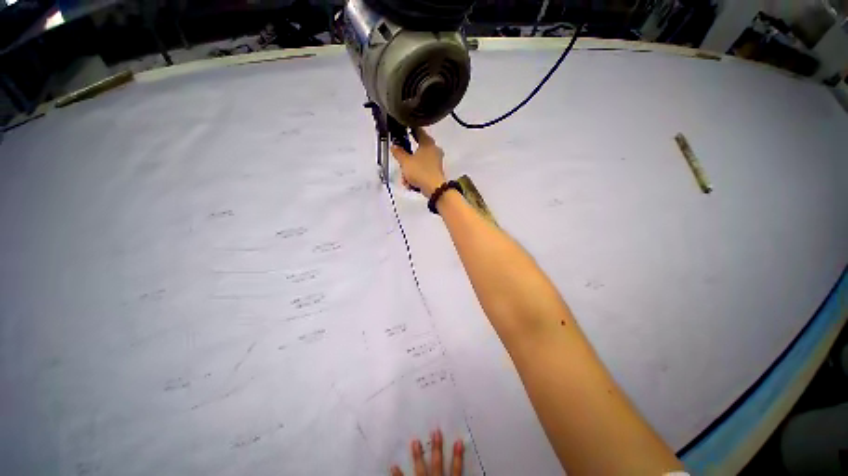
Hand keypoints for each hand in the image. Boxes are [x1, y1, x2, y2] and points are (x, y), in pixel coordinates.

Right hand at [390, 128, 446, 197]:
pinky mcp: (436, 171)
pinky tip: (411, 184)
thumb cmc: (420, 171)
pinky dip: (416, 176)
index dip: (408, 130)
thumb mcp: (405, 162)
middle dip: (406, 160)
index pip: (417, 130)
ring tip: (405, 179)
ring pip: (418, 162)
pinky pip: (422, 170)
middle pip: (416, 149)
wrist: (434, 189)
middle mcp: (434, 149)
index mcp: (428, 142)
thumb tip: (394, 146)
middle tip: (401, 165)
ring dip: (409, 171)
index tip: (400, 133)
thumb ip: (398, 152)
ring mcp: (436, 161)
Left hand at [390, 429, 463, 475]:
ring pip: (421, 471)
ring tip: (415, 441)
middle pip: (437, 465)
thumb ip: (455, 475)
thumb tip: (460, 456)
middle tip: (435, 430)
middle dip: (437, 447)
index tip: (458, 441)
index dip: (458, 456)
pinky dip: (398, 475)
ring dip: (418, 456)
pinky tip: (393, 465)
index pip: (456, 472)